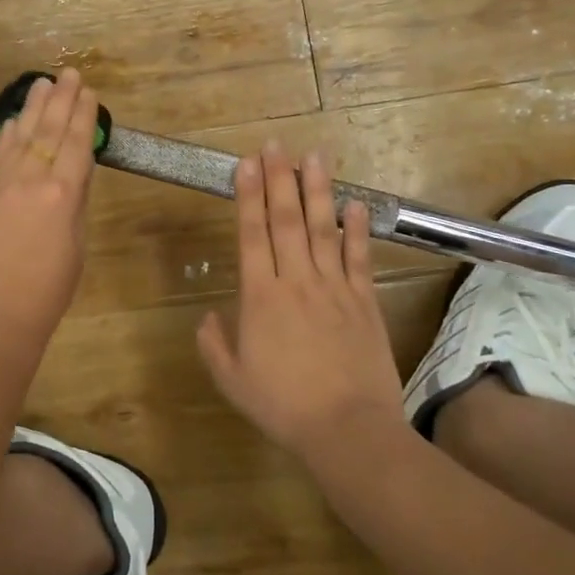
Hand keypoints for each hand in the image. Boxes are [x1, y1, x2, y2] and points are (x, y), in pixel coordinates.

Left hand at [0, 67, 99, 354]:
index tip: (88, 92)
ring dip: (32, 109)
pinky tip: (12, 123)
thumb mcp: (75, 248)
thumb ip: (74, 206)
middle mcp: (31, 181)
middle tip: (68, 73)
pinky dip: (8, 135)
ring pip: (20, 137)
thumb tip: (73, 178)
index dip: (83, 116)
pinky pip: (0, 156)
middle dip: (60, 100)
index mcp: (62, 195)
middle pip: (48, 131)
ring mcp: (2, 186)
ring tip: (42, 84)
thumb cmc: (47, 293)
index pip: (76, 144)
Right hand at [197, 142, 408, 458]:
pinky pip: (359, 258)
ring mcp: (335, 289)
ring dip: (318, 190)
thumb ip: (214, 344)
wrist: (348, 430)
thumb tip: (209, 317)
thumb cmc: (283, 406)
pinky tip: (355, 203)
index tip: (247, 163)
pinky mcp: (365, 302)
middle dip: (279, 179)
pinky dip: (357, 229)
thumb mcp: (232, 380)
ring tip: (315, 156)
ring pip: (324, 229)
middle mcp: (297, 282)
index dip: (248, 196)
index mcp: (260, 297)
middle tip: (277, 144)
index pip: (252, 234)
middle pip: (287, 221)